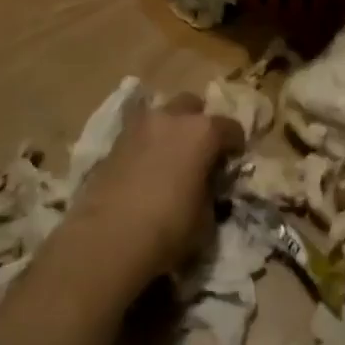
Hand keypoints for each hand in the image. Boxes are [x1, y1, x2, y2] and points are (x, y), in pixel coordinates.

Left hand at [60, 93, 243, 293]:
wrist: (109, 238)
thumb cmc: (169, 228)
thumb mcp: (206, 216)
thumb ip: (210, 190)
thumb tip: (205, 184)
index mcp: (202, 131)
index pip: (230, 127)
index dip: (235, 145)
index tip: (233, 162)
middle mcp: (171, 118)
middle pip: (192, 106)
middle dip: (198, 123)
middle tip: (199, 152)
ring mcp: (139, 126)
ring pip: (161, 115)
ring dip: (170, 130)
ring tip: (170, 158)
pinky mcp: (114, 142)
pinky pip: (139, 134)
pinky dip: (147, 144)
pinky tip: (146, 168)